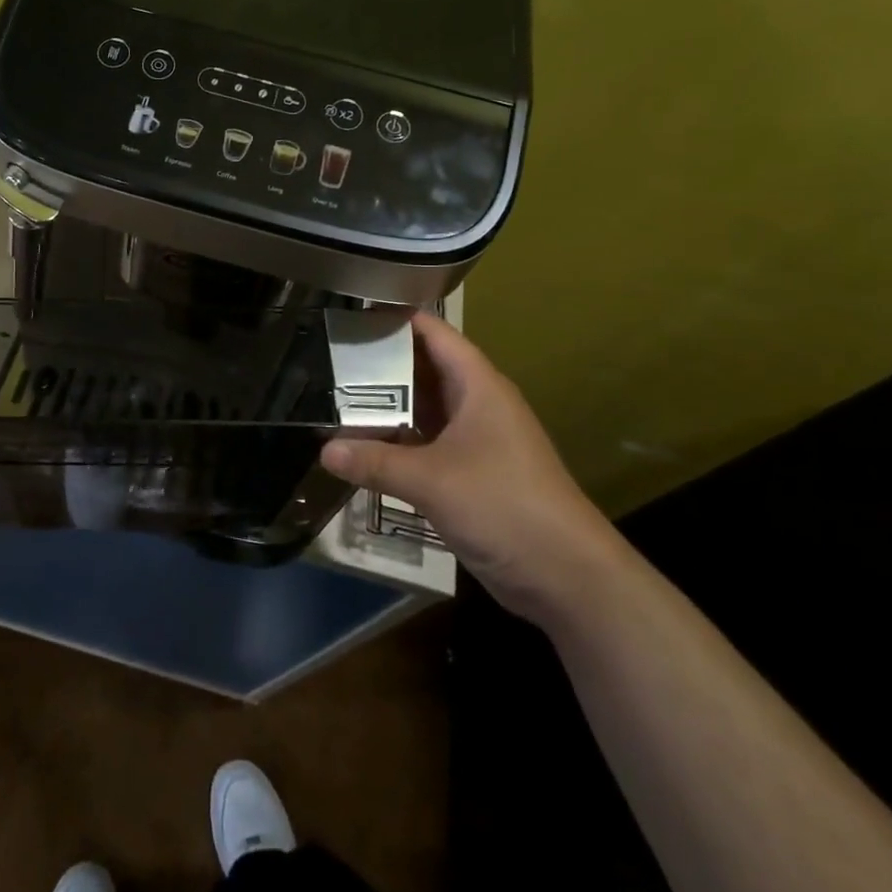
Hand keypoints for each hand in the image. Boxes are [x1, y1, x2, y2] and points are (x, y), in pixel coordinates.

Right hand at [320, 312, 620, 622]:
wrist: (567, 576)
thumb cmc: (503, 505)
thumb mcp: (432, 480)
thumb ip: (375, 462)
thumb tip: (324, 450)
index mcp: (478, 385)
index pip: (433, 333)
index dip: (395, 318)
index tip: (350, 315)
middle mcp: (478, 404)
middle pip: (425, 368)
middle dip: (381, 363)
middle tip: (331, 358)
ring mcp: (478, 440)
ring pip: (426, 408)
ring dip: (389, 405)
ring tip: (337, 396)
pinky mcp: (474, 472)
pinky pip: (429, 442)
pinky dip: (400, 440)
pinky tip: (365, 446)